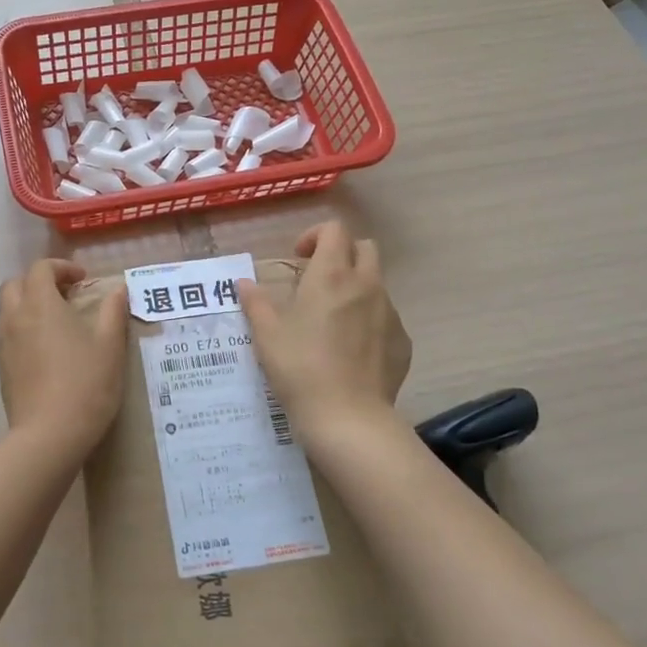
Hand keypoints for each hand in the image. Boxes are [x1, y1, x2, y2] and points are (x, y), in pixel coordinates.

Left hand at [0, 259, 129, 454]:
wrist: (49, 435)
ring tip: (59, 322)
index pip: (40, 269)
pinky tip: (49, 350)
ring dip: (30, 305)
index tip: (83, 279)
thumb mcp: (110, 345)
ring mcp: (5, 344)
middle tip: (66, 295)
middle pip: (15, 284)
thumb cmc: (85, 384)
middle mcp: (15, 318)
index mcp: (40, 305)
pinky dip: (25, 329)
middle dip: (39, 282)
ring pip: (9, 310)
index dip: (61, 267)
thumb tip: (118, 289)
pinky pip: (9, 335)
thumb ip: (113, 312)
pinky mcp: (2, 368)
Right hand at [237, 222, 411, 448]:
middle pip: (365, 248)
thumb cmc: (300, 367)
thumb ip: (255, 302)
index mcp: (332, 274)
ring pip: (377, 283)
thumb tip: (244, 283)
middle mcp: (366, 285)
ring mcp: (390, 313)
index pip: (335, 229)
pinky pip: (387, 317)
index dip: (315, 235)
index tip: (298, 258)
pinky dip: (370, 320)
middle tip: (319, 279)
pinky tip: (351, 349)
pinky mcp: (403, 342)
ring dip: (356, 287)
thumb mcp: (267, 334)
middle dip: (343, 254)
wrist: (348, 417)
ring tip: (333, 318)